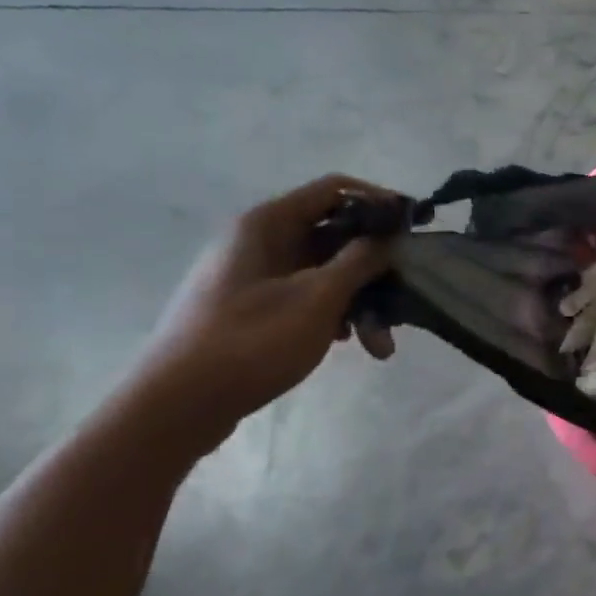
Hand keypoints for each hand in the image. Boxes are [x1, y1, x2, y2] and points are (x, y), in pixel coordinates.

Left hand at [127, 176, 396, 451]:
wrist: (178, 404)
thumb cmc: (252, 341)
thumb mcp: (319, 298)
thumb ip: (361, 260)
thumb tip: (390, 236)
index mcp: (268, 224)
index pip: (335, 190)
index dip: (380, 202)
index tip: (417, 226)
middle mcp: (260, 241)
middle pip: (335, 235)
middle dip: (376, 268)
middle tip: (409, 294)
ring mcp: (255, 275)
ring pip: (325, 272)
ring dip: (361, 301)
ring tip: (381, 344)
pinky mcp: (253, 307)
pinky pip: (307, 295)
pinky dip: (335, 314)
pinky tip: (351, 344)